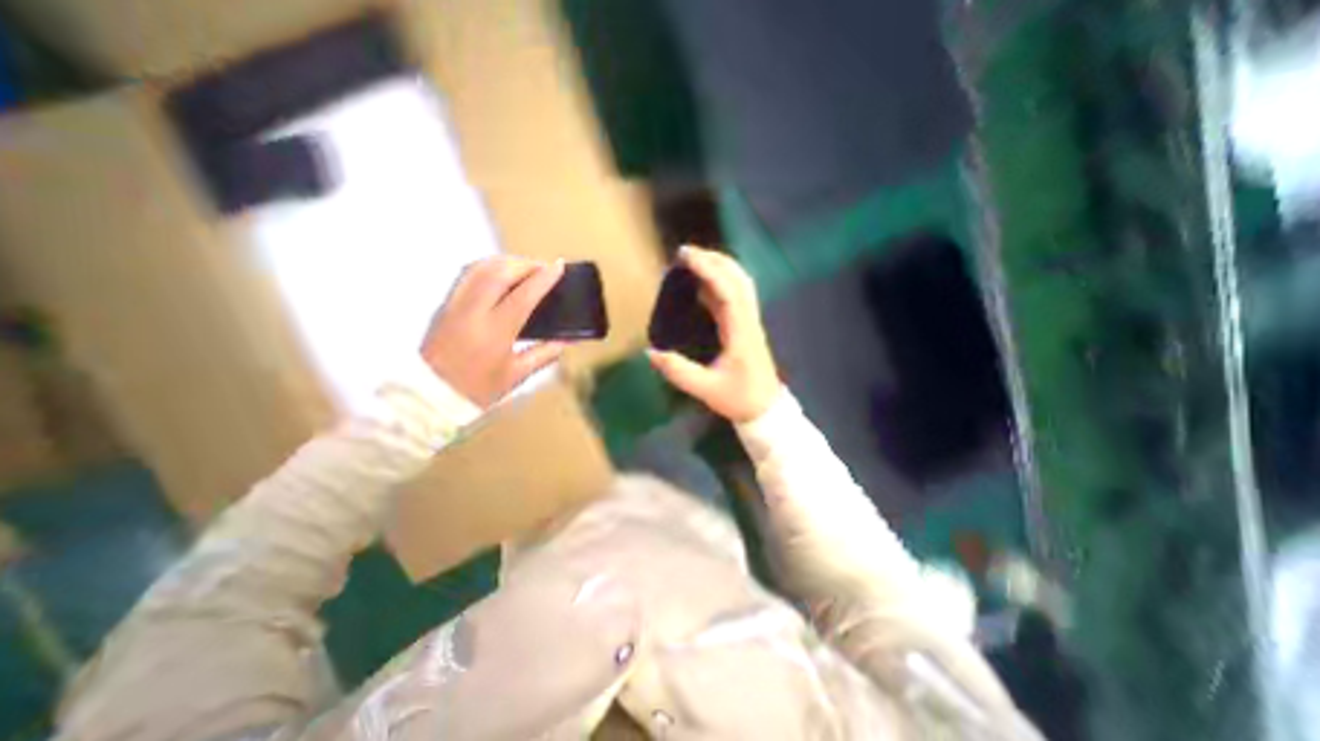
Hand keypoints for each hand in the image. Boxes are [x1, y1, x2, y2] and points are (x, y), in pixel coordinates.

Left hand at [423, 258, 565, 408]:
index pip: (523, 295)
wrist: (429, 395)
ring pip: (480, 268)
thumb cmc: (477, 389)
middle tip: (543, 267)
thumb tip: (564, 341)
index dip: (544, 278)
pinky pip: (467, 275)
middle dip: (525, 264)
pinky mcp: (444, 305)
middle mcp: (473, 312)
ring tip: (524, 268)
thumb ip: (543, 355)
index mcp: (495, 332)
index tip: (559, 266)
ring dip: (505, 261)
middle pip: (499, 272)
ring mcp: (454, 305)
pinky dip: (487, 267)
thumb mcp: (515, 375)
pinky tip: (499, 275)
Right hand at [649, 246, 776, 421]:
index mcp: (740, 332)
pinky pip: (735, 296)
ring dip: (720, 267)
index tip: (686, 257)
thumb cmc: (739, 398)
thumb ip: (678, 371)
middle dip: (714, 259)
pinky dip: (720, 283)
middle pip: (738, 279)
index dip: (708, 270)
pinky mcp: (746, 327)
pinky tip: (702, 285)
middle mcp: (748, 321)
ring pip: (740, 284)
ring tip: (694, 262)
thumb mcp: (706, 389)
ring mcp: (750, 322)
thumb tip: (651, 352)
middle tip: (686, 253)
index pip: (728, 291)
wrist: (765, 409)